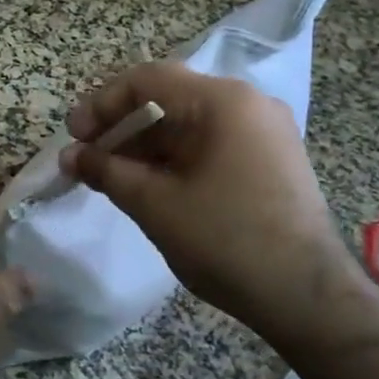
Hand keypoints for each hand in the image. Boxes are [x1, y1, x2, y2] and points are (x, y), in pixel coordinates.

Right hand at [59, 63, 366, 352]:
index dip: (101, 104)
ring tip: (110, 176)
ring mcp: (264, 132)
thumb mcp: (153, 203)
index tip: (73, 137)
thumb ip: (105, 170)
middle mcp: (248, 104)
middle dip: (120, 127)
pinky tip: (149, 185)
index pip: (146, 80)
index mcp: (222, 101)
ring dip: (144, 146)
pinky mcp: (271, 160)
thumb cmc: (225, 240)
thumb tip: (70, 157)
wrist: (308, 298)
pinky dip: (174, 158)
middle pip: (168, 99)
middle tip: (86, 157)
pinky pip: (210, 143)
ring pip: (188, 124)